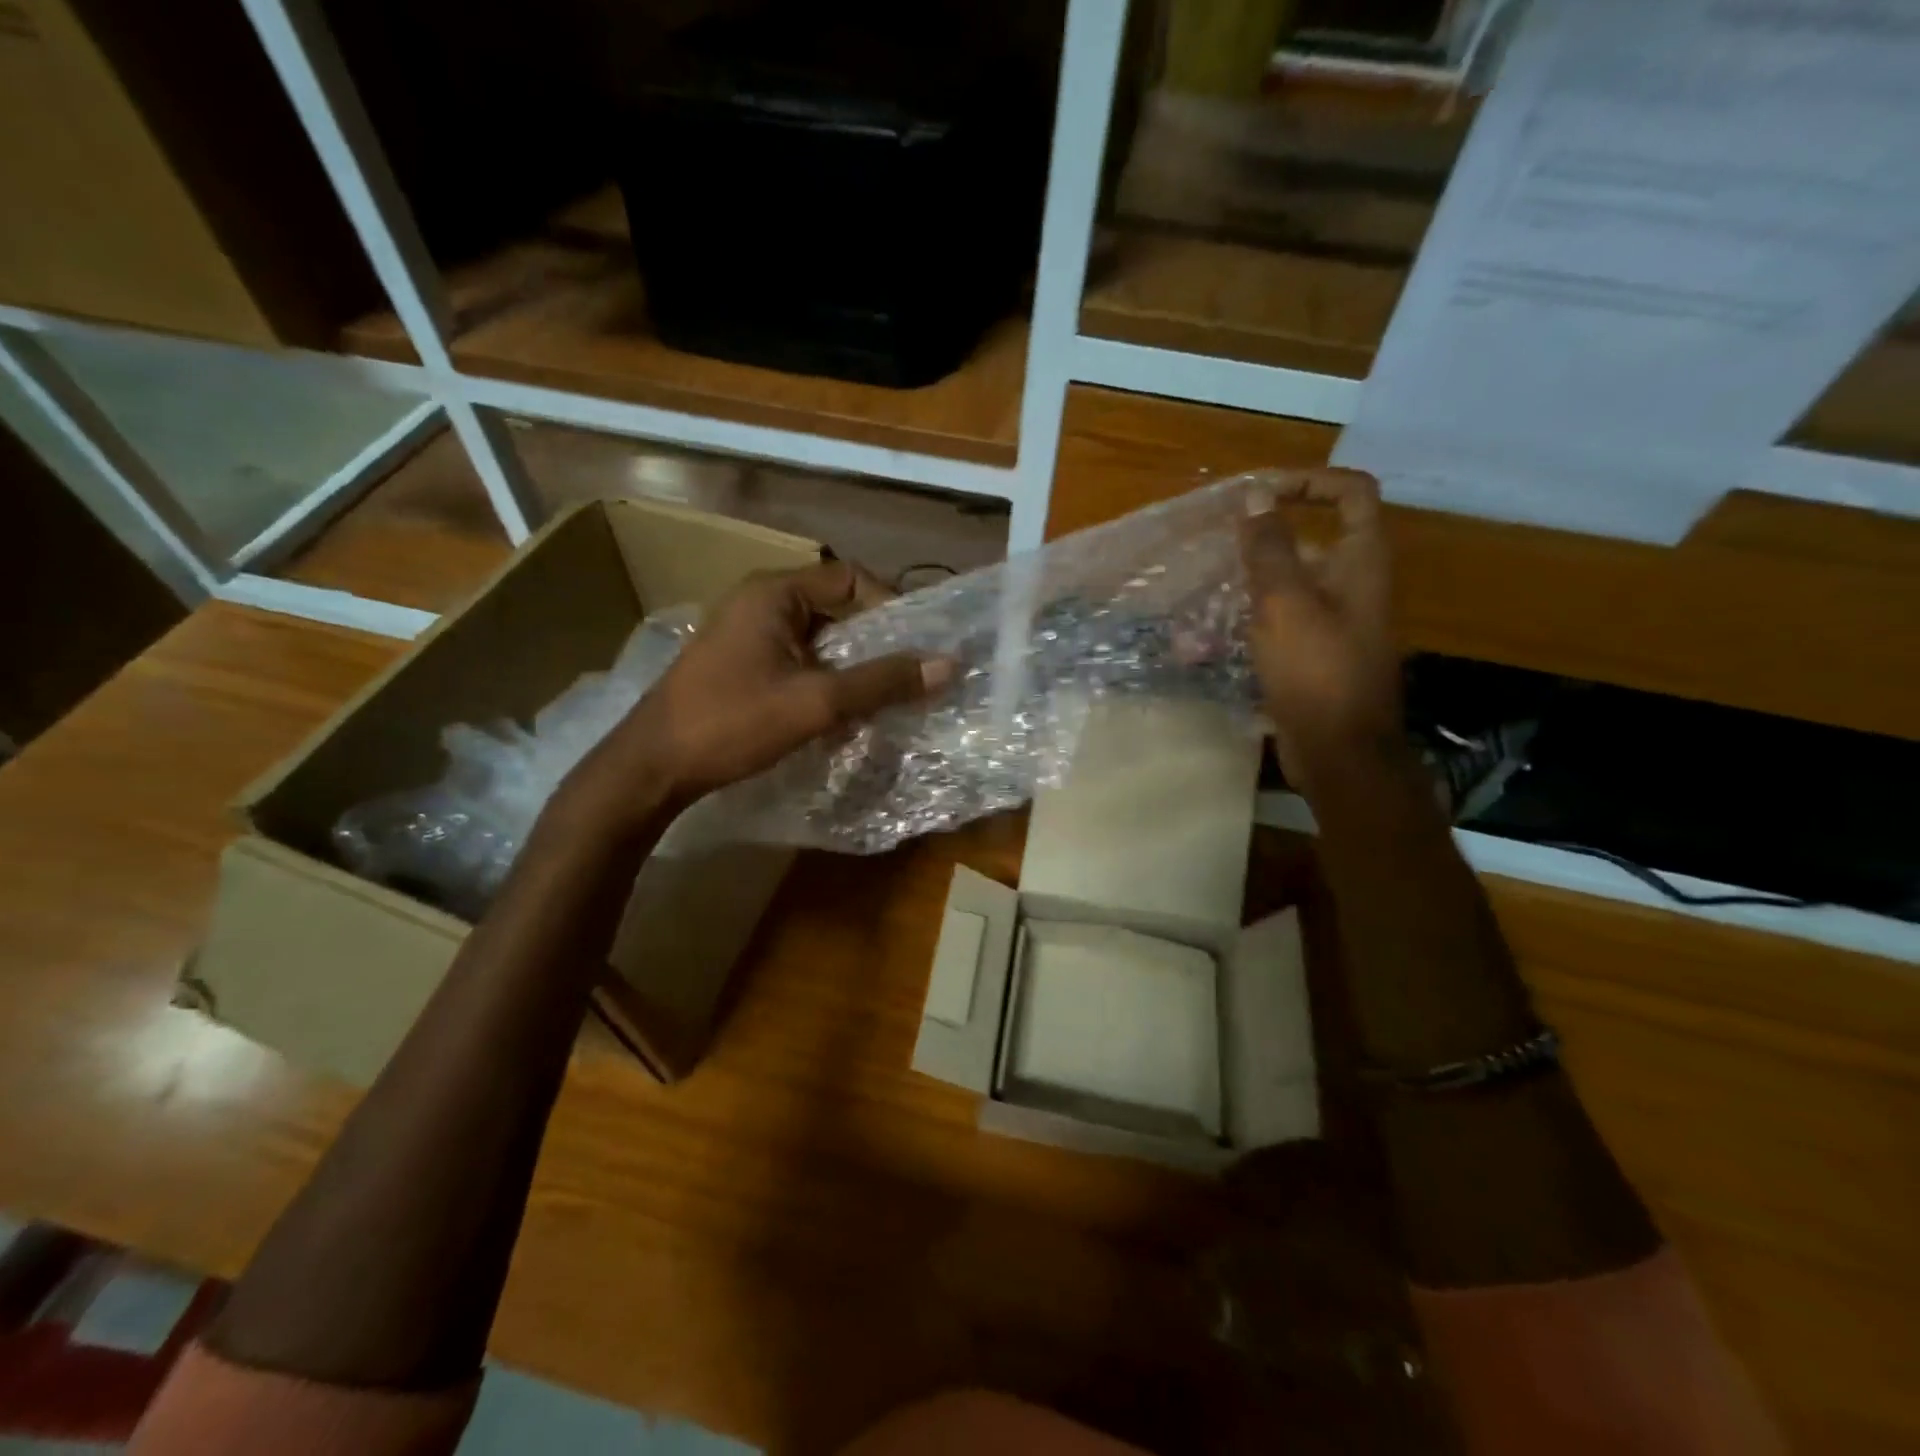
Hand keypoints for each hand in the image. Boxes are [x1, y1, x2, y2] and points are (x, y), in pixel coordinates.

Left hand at [555, 560, 946, 834]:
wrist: (654, 766)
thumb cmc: (733, 722)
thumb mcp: (816, 702)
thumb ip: (882, 681)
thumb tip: (948, 664)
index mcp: (775, 593)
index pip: (851, 578)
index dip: (890, 606)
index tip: (915, 647)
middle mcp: (760, 602)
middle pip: (836, 608)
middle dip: (873, 642)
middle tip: (905, 677)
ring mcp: (747, 633)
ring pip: (819, 638)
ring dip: (850, 666)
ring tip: (878, 700)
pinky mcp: (740, 663)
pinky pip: (798, 659)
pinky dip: (824, 679)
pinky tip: (838, 714)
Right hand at [1238, 468, 1403, 789]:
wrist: (1340, 751)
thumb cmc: (1317, 671)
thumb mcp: (1285, 603)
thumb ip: (1269, 548)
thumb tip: (1256, 495)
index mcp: (1361, 561)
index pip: (1350, 493)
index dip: (1309, 481)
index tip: (1260, 495)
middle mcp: (1353, 584)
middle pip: (1313, 539)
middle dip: (1263, 539)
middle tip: (1215, 548)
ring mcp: (1334, 621)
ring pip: (1290, 583)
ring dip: (1248, 583)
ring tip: (1201, 592)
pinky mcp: (1313, 654)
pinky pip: (1280, 621)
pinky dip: (1249, 619)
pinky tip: (1208, 636)